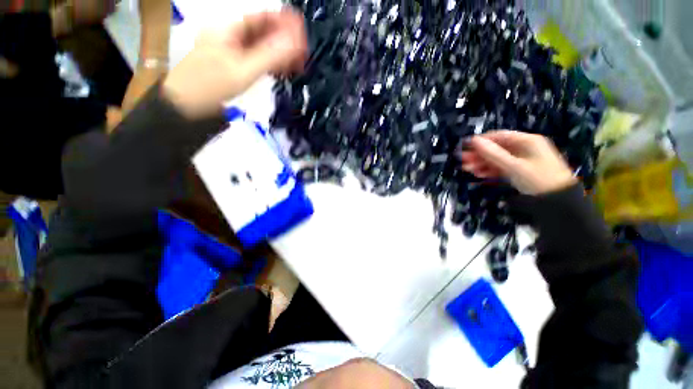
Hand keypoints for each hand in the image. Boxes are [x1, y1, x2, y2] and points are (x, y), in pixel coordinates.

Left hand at [163, 10, 306, 118]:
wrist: (186, 105)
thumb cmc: (210, 86)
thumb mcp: (243, 70)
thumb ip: (270, 56)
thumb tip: (295, 44)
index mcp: (229, 28)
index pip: (261, 17)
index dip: (284, 22)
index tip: (302, 33)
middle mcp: (230, 35)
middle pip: (262, 32)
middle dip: (285, 41)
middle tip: (303, 54)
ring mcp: (231, 50)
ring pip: (261, 47)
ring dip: (279, 54)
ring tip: (297, 65)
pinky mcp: (233, 65)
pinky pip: (256, 59)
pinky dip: (270, 64)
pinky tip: (282, 71)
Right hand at [459, 130, 576, 194]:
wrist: (558, 202)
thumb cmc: (537, 179)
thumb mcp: (513, 166)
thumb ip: (492, 153)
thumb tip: (474, 140)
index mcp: (527, 141)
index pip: (499, 136)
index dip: (482, 141)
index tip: (466, 147)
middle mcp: (524, 148)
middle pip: (497, 148)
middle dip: (479, 155)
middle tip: (462, 161)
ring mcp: (522, 160)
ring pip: (498, 159)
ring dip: (482, 163)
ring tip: (467, 169)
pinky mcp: (520, 171)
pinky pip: (502, 168)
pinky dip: (490, 170)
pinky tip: (479, 174)